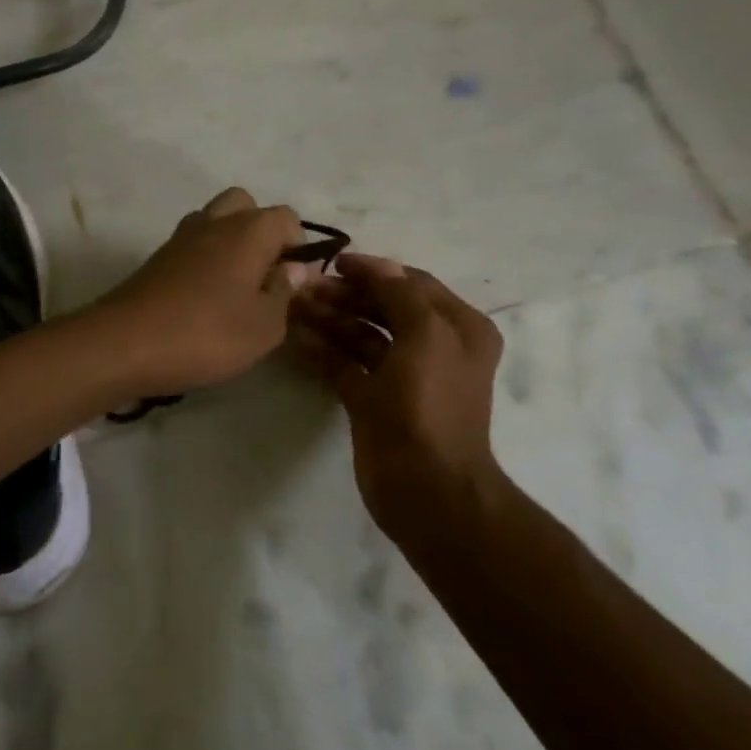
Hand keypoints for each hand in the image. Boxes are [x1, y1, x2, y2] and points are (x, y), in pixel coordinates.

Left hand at [91, 188, 307, 397]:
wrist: (124, 343)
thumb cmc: (206, 334)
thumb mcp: (264, 327)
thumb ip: (284, 293)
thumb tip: (294, 269)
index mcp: (248, 231)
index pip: (286, 218)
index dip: (298, 247)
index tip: (293, 283)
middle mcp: (214, 222)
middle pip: (245, 206)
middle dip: (261, 232)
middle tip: (263, 276)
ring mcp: (180, 237)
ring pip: (214, 221)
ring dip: (229, 244)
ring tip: (234, 289)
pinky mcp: (156, 258)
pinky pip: (191, 245)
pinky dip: (203, 259)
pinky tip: (204, 298)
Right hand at [288, 254, 504, 542]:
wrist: (426, 487)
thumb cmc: (430, 405)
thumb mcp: (426, 336)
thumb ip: (400, 294)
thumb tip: (376, 266)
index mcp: (457, 329)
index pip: (412, 284)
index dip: (375, 270)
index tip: (334, 262)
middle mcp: (433, 347)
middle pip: (383, 307)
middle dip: (346, 295)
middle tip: (304, 287)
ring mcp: (401, 376)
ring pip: (361, 335)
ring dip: (330, 319)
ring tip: (293, 306)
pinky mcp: (373, 400)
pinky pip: (345, 364)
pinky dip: (324, 349)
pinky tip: (296, 336)